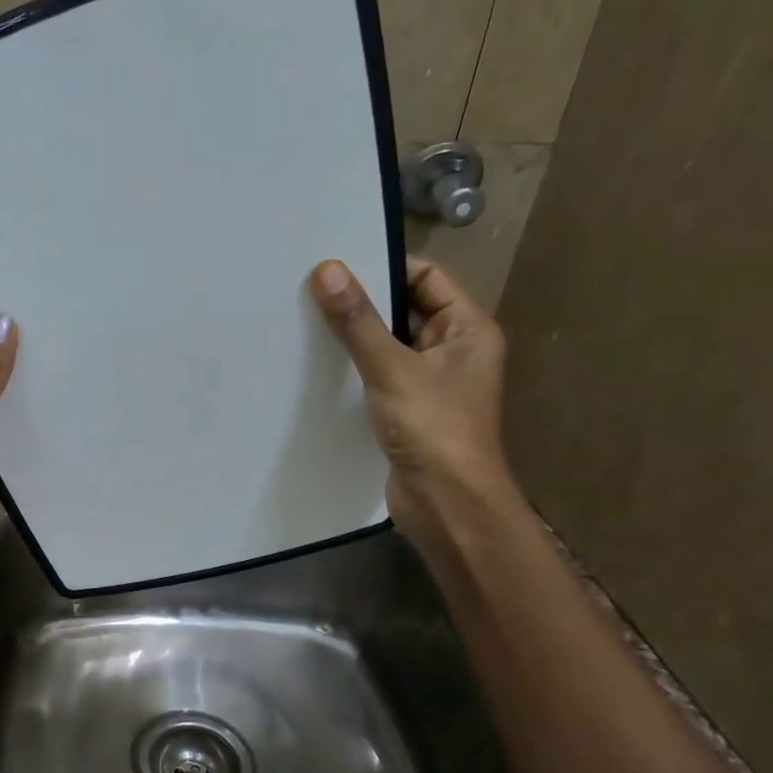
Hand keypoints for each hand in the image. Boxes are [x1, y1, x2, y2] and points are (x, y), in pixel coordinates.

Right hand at [310, 257, 517, 552]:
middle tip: (309, 294)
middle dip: (361, 304)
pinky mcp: (406, 412)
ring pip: (387, 347)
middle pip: (403, 310)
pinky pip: (377, 378)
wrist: (447, 505)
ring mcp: (429, 384)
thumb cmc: (434, 429)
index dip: (384, 268)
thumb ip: (358, 322)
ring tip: (305, 327)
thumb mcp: (392, 369)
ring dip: (353, 340)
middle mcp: (452, 351)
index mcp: (467, 329)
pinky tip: (317, 370)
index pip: (426, 277)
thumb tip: (327, 270)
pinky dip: (352, 372)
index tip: (335, 268)